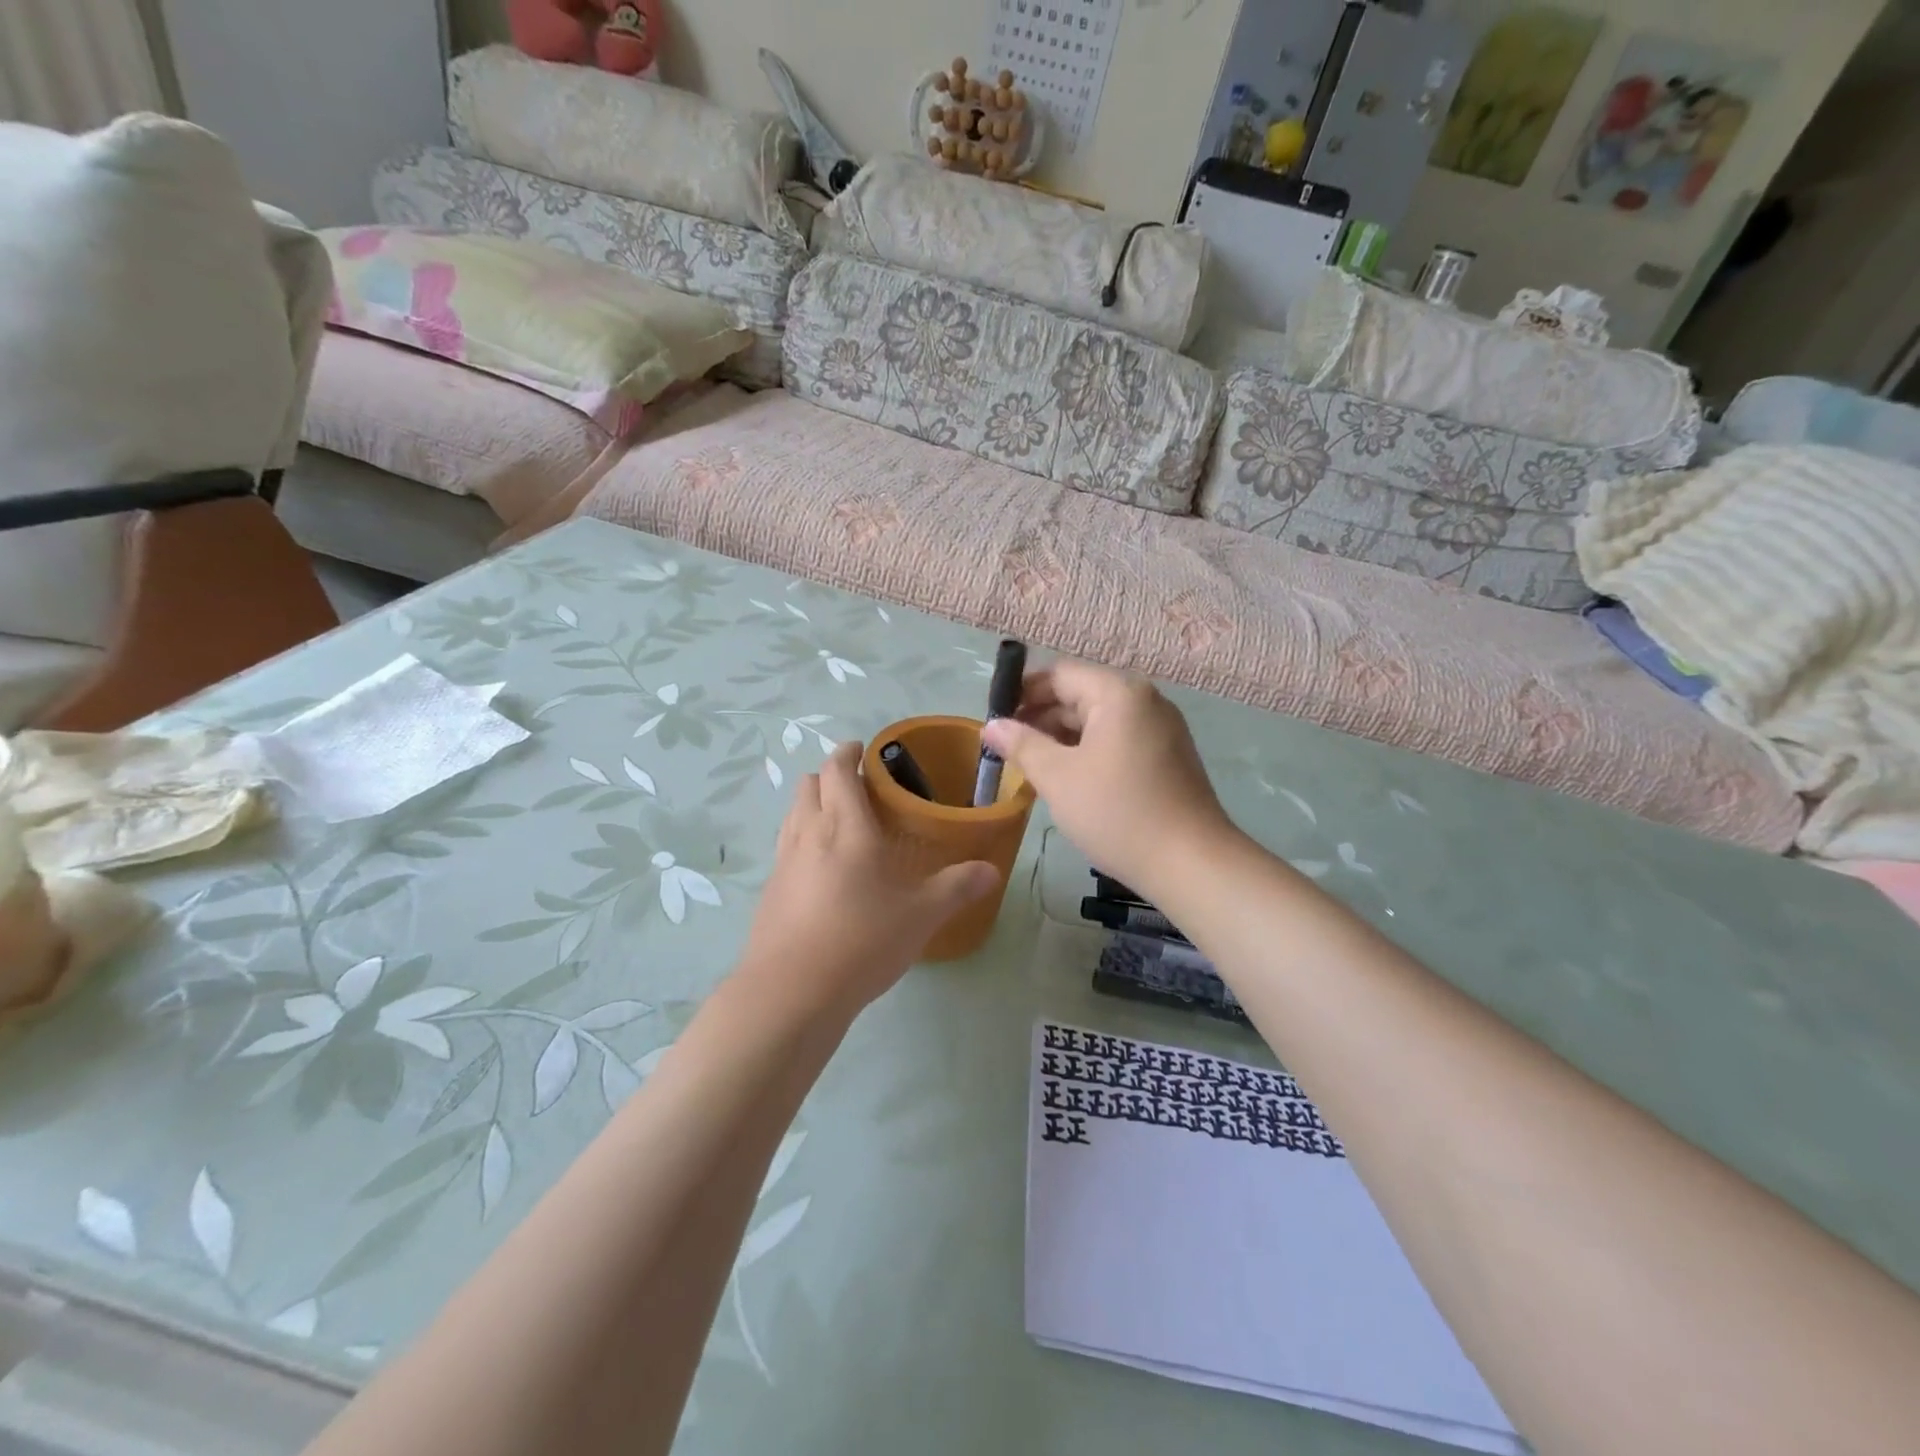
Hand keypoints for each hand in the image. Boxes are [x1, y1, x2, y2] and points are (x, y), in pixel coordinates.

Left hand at [737, 742, 998, 1015]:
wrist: (792, 992)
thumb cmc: (862, 940)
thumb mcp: (921, 915)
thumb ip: (957, 887)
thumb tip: (992, 869)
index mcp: (846, 826)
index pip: (838, 769)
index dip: (848, 753)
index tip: (864, 750)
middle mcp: (808, 833)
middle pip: (808, 784)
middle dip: (830, 776)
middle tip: (858, 789)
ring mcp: (783, 862)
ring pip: (792, 813)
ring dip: (813, 805)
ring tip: (840, 824)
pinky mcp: (770, 891)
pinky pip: (785, 847)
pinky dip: (801, 840)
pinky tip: (822, 872)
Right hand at [982, 662, 1233, 900]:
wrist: (1190, 863)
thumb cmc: (1117, 813)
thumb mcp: (1058, 777)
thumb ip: (1021, 745)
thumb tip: (992, 725)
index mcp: (1119, 693)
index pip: (1059, 674)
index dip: (1022, 692)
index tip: (994, 720)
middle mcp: (1144, 700)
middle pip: (1080, 694)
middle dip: (1040, 717)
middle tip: (1006, 749)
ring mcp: (1161, 728)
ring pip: (1098, 720)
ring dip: (1062, 737)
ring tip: (1030, 766)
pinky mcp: (1168, 755)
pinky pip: (1118, 740)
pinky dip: (1088, 751)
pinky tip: (1067, 779)